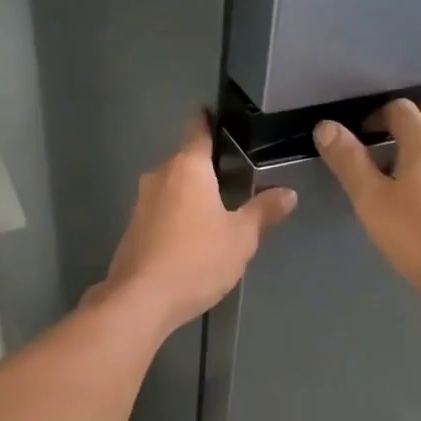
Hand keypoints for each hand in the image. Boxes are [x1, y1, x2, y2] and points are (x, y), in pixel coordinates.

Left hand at [95, 114, 296, 332]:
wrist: (141, 300)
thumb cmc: (196, 259)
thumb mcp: (241, 237)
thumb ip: (264, 211)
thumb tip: (288, 193)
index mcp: (188, 167)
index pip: (199, 129)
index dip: (212, 121)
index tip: (225, 120)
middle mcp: (160, 175)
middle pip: (187, 161)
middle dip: (210, 169)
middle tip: (239, 182)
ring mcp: (142, 202)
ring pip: (173, 187)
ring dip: (193, 196)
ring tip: (220, 214)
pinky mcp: (133, 228)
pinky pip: (162, 211)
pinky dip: (178, 216)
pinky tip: (194, 239)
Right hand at [314, 99, 420, 312]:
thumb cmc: (415, 235)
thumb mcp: (371, 198)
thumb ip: (348, 160)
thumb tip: (326, 126)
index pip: (400, 108)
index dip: (376, 115)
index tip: (359, 137)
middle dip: (408, 116)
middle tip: (384, 137)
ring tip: (396, 168)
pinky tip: (419, 194)